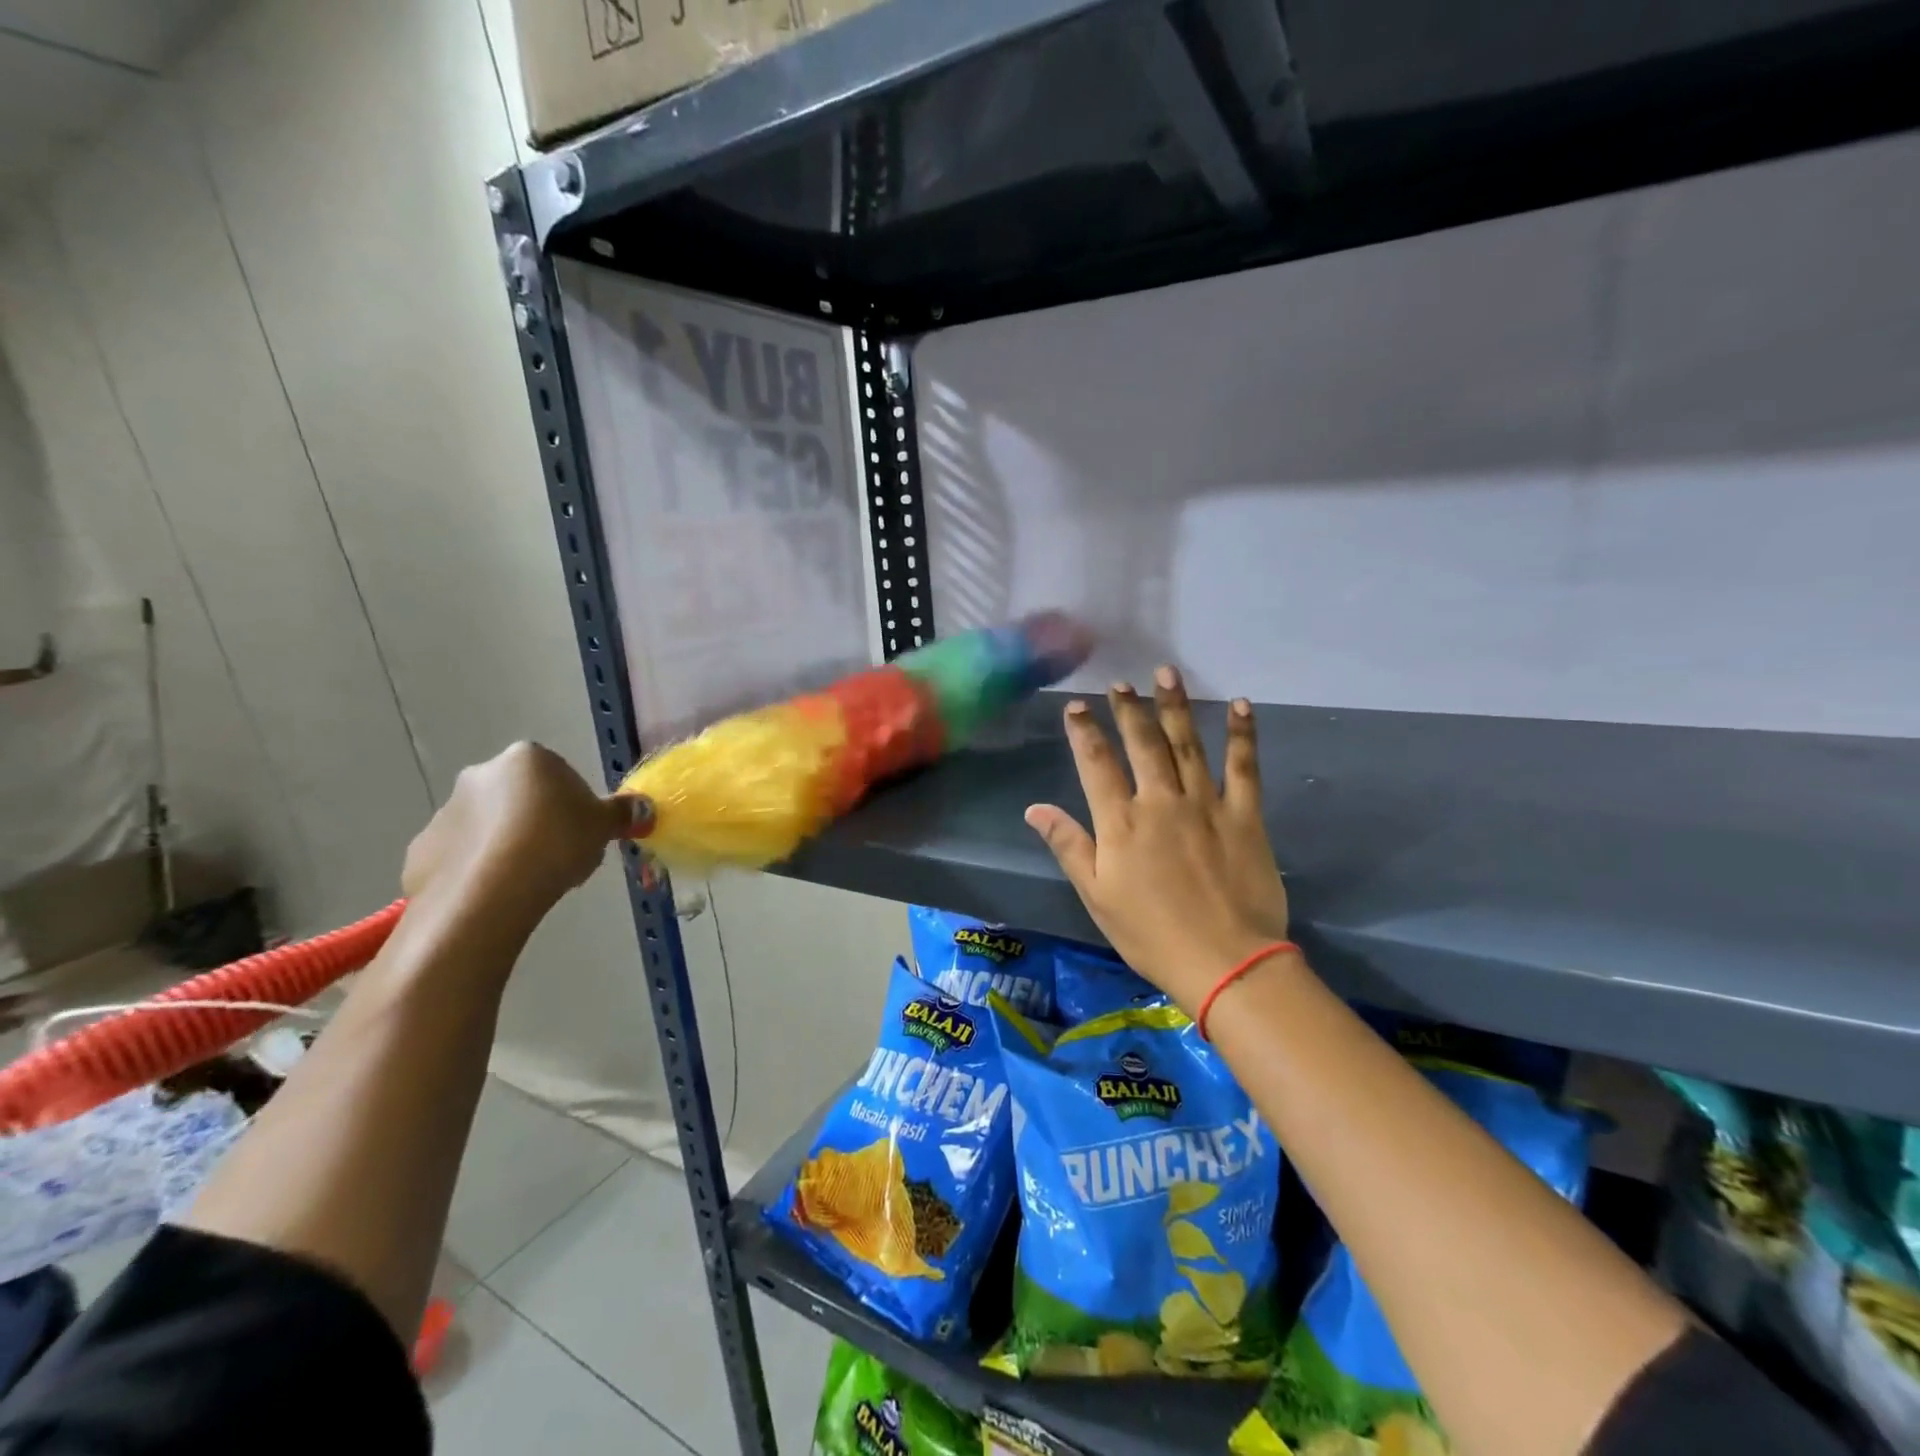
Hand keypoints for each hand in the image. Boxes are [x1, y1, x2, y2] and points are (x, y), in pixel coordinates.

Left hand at [402, 742, 649, 927]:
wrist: (488, 893)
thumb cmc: (556, 844)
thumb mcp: (603, 826)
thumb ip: (622, 813)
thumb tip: (642, 807)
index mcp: (528, 759)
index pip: (559, 774)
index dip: (575, 805)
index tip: (583, 833)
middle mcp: (481, 774)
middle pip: (520, 797)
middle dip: (539, 822)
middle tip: (561, 857)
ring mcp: (445, 811)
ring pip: (489, 827)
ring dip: (509, 846)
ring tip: (531, 881)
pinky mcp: (421, 850)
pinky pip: (462, 857)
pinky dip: (479, 870)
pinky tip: (499, 893)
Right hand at [1025, 667, 1289, 1011]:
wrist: (1226, 962)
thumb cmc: (1151, 934)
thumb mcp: (1097, 896)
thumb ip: (1068, 846)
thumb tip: (1035, 809)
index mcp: (1121, 822)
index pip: (1096, 763)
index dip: (1084, 731)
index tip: (1075, 706)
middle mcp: (1161, 801)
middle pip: (1142, 744)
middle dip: (1129, 709)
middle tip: (1120, 683)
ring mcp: (1205, 804)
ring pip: (1187, 744)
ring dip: (1175, 706)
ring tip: (1166, 674)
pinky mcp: (1245, 815)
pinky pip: (1244, 767)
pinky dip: (1242, 734)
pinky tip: (1239, 705)